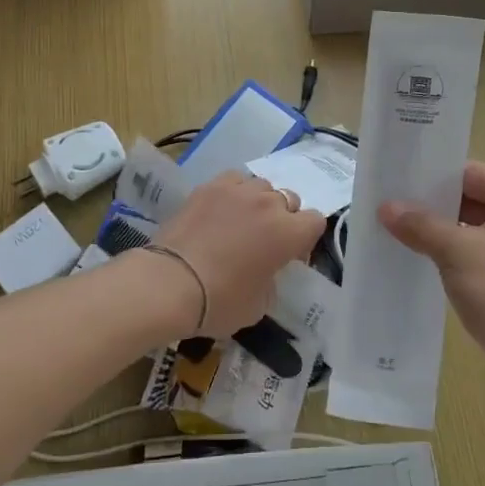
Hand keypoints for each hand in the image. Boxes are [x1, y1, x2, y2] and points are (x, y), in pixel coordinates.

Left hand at [154, 171, 327, 336]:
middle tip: (263, 241)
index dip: (304, 239)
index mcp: (288, 233)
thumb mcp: (259, 305)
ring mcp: (237, 190)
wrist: (169, 283)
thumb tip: (266, 272)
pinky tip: (221, 209)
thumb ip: (272, 281)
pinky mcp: (209, 186)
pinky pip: (234, 179)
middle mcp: (268, 204)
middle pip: (289, 199)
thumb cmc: (220, 302)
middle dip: (283, 218)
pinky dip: (234, 192)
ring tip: (240, 222)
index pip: (315, 221)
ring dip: (258, 202)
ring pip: (262, 186)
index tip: (288, 257)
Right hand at [380, 162, 484, 377]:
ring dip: (440, 233)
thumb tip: (386, 206)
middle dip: (431, 207)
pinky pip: (479, 255)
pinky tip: (421, 263)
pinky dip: (453, 257)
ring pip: (473, 229)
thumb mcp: (457, 253)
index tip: (394, 183)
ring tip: (396, 234)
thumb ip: (421, 224)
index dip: (432, 178)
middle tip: (387, 209)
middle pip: (471, 199)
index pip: (470, 173)